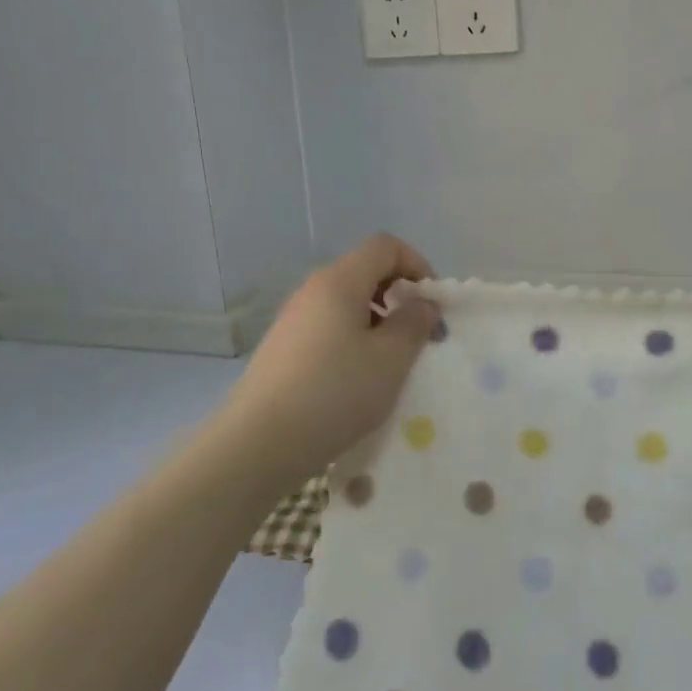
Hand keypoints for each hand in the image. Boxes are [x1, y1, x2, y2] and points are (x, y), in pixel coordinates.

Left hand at [226, 234, 439, 485]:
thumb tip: (422, 303)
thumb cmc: (335, 393)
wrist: (258, 444)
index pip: (385, 247)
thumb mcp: (391, 359)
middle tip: (418, 335)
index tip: (432, 303)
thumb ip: (414, 324)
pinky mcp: (283, 348)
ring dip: (378, 321)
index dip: (417, 265)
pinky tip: (357, 379)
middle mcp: (312, 290)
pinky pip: (328, 327)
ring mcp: (293, 319)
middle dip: (399, 295)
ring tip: (390, 362)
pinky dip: (353, 339)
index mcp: (339, 281)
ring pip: (347, 302)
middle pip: (365, 271)